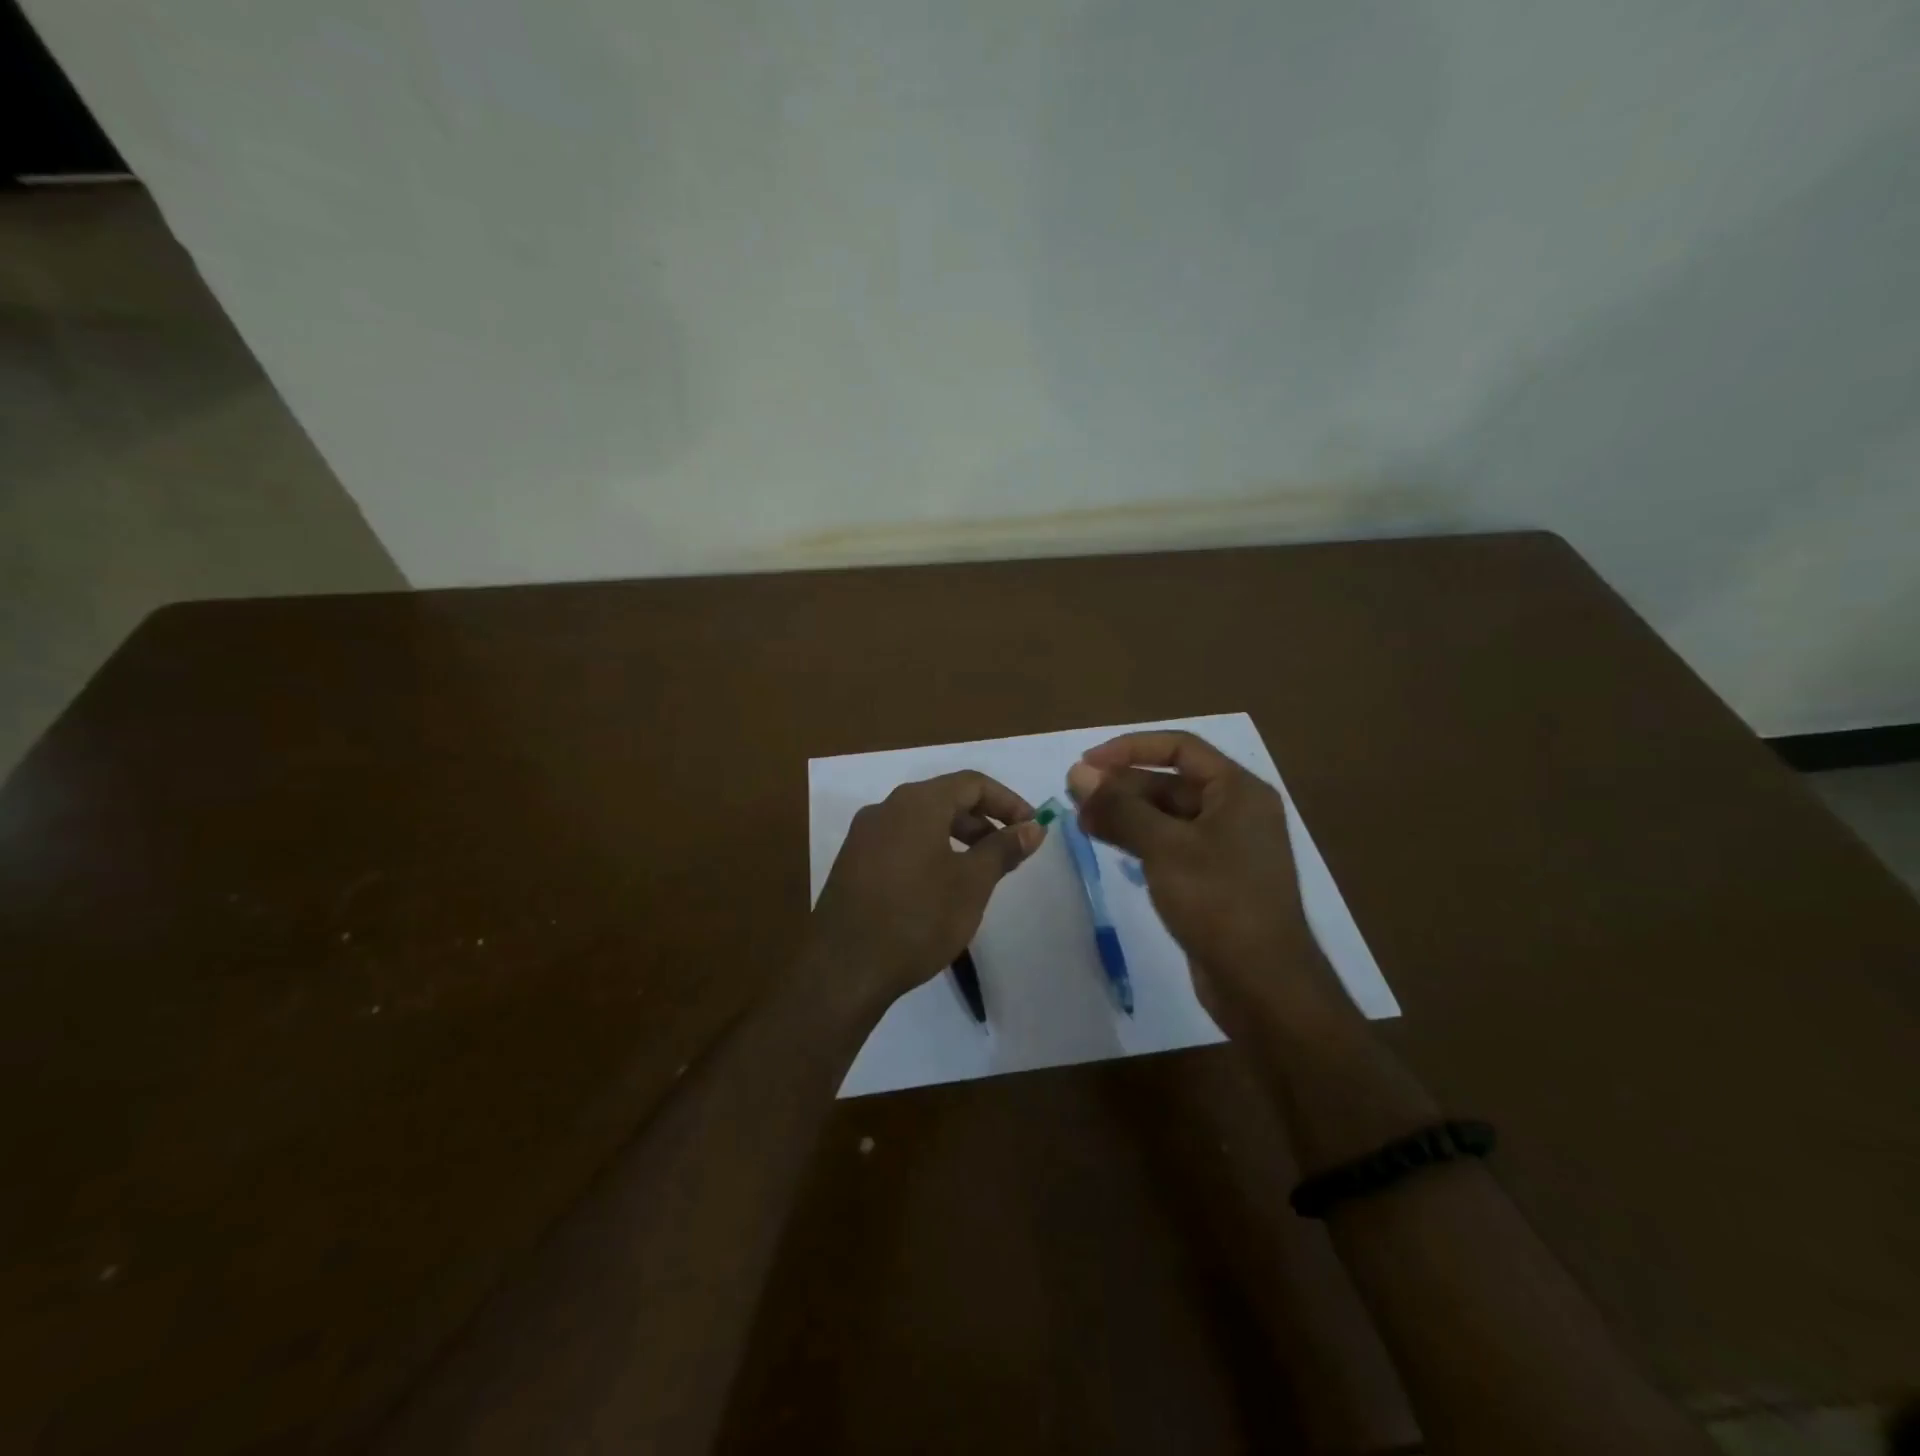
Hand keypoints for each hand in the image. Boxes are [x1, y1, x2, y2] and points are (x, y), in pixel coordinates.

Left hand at [807, 770, 1045, 1015]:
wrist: (844, 969)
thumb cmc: (918, 919)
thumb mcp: (972, 883)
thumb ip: (1003, 849)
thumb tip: (1033, 827)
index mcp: (916, 803)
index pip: (971, 783)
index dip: (1008, 802)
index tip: (1032, 829)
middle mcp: (885, 808)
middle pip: (944, 799)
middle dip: (983, 821)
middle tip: (1009, 854)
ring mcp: (863, 836)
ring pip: (921, 823)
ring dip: (957, 838)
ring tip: (979, 873)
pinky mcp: (852, 864)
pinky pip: (900, 843)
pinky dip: (930, 852)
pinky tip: (940, 888)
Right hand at [1067, 731, 1341, 1028]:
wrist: (1263, 984)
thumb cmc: (1218, 901)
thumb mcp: (1164, 847)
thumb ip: (1120, 807)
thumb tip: (1077, 773)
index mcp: (1238, 790)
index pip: (1180, 747)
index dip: (1130, 748)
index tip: (1087, 763)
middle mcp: (1236, 811)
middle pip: (1171, 782)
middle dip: (1122, 786)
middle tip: (1076, 798)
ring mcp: (1227, 847)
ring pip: (1168, 816)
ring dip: (1126, 814)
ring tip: (1083, 822)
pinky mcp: (1215, 879)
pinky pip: (1172, 845)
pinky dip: (1140, 840)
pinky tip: (1110, 845)